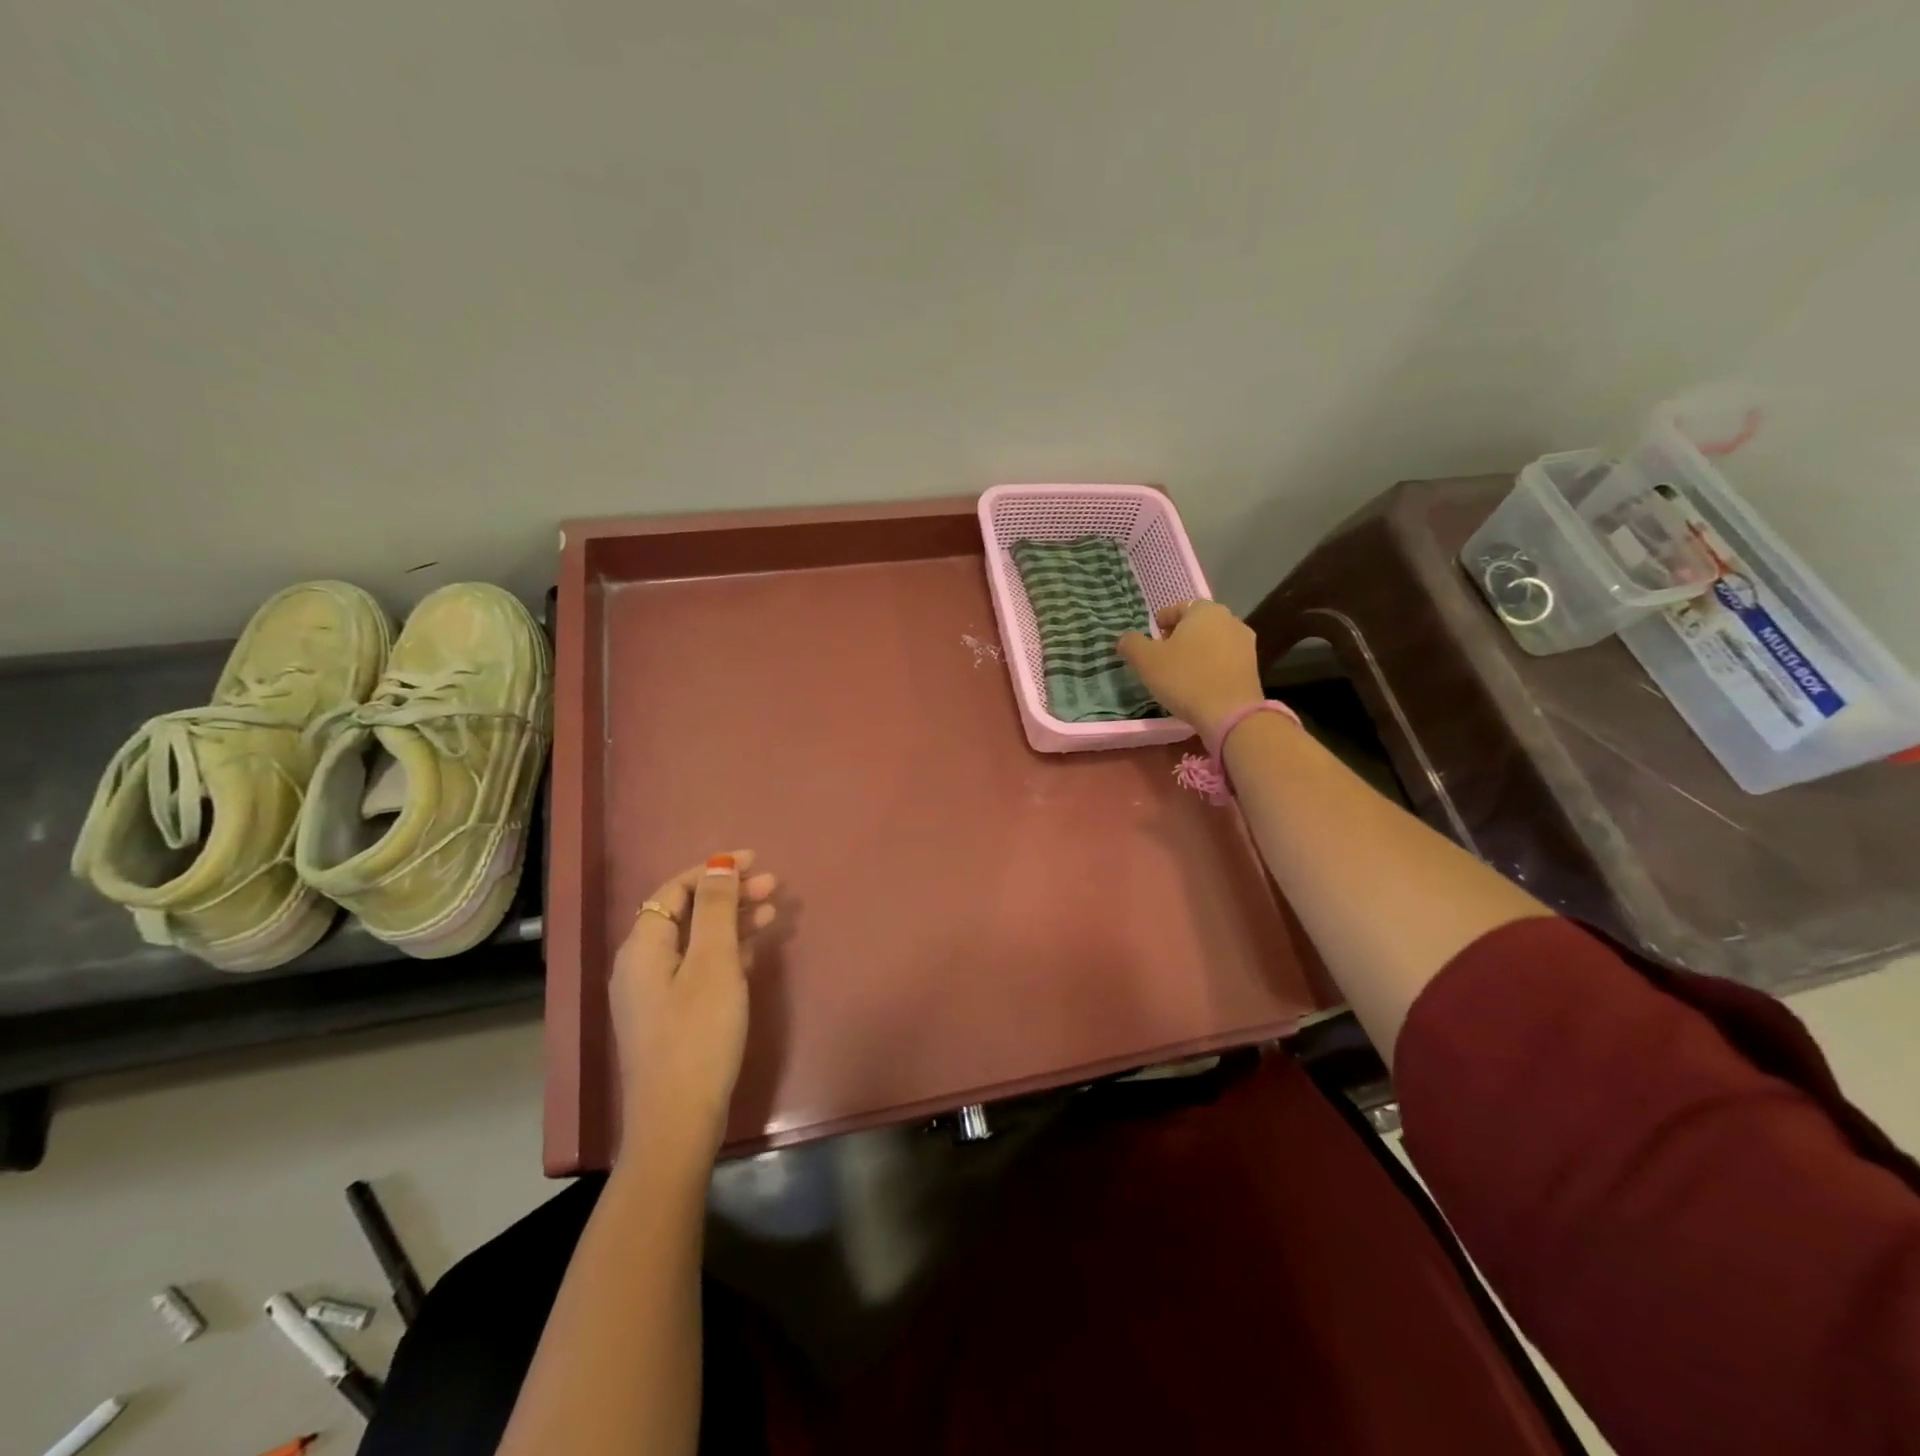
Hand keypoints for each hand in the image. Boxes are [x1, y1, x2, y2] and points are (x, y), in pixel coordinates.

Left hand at [611, 852, 779, 1165]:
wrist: (678, 1120)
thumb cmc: (698, 1034)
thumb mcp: (713, 964)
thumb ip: (716, 910)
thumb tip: (718, 863)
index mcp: (644, 946)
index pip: (676, 889)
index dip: (714, 869)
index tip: (755, 860)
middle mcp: (643, 963)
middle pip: (688, 913)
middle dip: (729, 894)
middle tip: (773, 886)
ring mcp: (655, 992)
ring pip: (696, 940)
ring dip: (733, 921)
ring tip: (773, 911)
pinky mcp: (671, 1015)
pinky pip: (700, 966)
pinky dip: (727, 951)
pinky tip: (754, 949)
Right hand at [1117, 600, 1265, 740]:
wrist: (1230, 714)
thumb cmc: (1185, 679)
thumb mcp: (1146, 661)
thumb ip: (1131, 644)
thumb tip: (1125, 638)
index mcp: (1204, 610)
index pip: (1177, 608)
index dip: (1160, 624)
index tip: (1150, 642)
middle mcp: (1229, 619)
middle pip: (1196, 624)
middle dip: (1179, 637)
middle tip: (1162, 658)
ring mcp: (1245, 643)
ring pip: (1212, 642)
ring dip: (1196, 652)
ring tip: (1180, 673)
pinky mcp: (1253, 666)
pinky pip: (1224, 659)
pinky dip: (1210, 666)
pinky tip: (1199, 684)